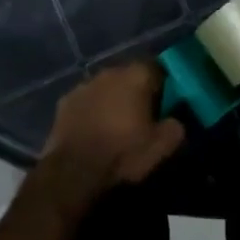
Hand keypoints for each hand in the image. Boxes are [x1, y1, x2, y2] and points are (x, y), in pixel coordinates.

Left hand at [39, 63, 185, 204]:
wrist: (74, 171)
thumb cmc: (122, 154)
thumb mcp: (161, 147)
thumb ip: (174, 127)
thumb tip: (174, 121)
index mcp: (135, 77)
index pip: (156, 68)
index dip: (162, 85)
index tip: (165, 103)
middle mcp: (108, 73)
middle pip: (128, 76)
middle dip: (136, 91)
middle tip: (142, 114)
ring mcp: (82, 85)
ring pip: (105, 87)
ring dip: (112, 99)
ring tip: (115, 123)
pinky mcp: (64, 102)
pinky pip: (86, 101)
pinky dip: (92, 110)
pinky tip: (93, 129)